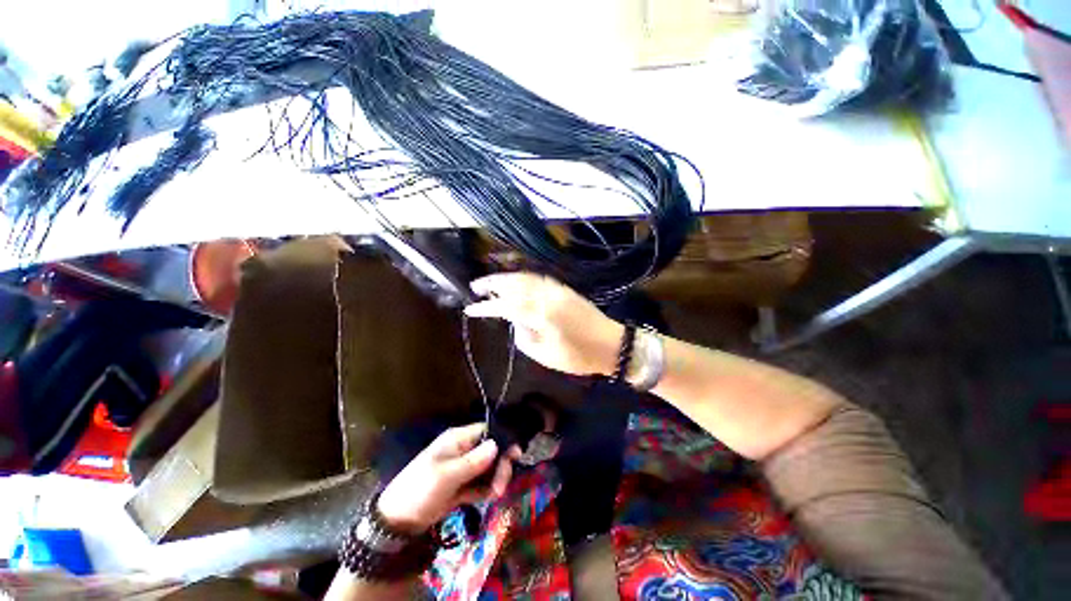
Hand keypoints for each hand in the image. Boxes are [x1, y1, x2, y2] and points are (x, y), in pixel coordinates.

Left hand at [377, 423, 519, 534]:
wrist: (397, 522)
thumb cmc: (420, 490)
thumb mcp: (446, 475)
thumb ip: (473, 461)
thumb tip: (497, 444)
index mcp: (458, 440)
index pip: (486, 431)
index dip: (502, 440)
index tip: (515, 455)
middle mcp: (463, 451)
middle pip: (491, 451)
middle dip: (499, 466)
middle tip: (501, 485)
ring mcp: (462, 469)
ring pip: (488, 468)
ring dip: (494, 480)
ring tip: (495, 495)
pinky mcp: (461, 486)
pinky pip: (480, 484)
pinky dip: (485, 490)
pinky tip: (487, 498)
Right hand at [465, 273, 623, 376]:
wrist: (612, 345)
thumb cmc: (579, 357)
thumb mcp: (546, 356)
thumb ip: (524, 337)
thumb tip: (515, 322)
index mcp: (542, 315)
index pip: (506, 306)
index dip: (486, 307)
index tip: (470, 308)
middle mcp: (548, 297)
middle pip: (515, 284)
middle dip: (493, 284)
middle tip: (475, 286)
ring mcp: (558, 290)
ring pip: (526, 277)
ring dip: (507, 277)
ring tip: (491, 282)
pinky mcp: (565, 289)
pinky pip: (540, 278)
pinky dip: (524, 277)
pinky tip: (516, 280)